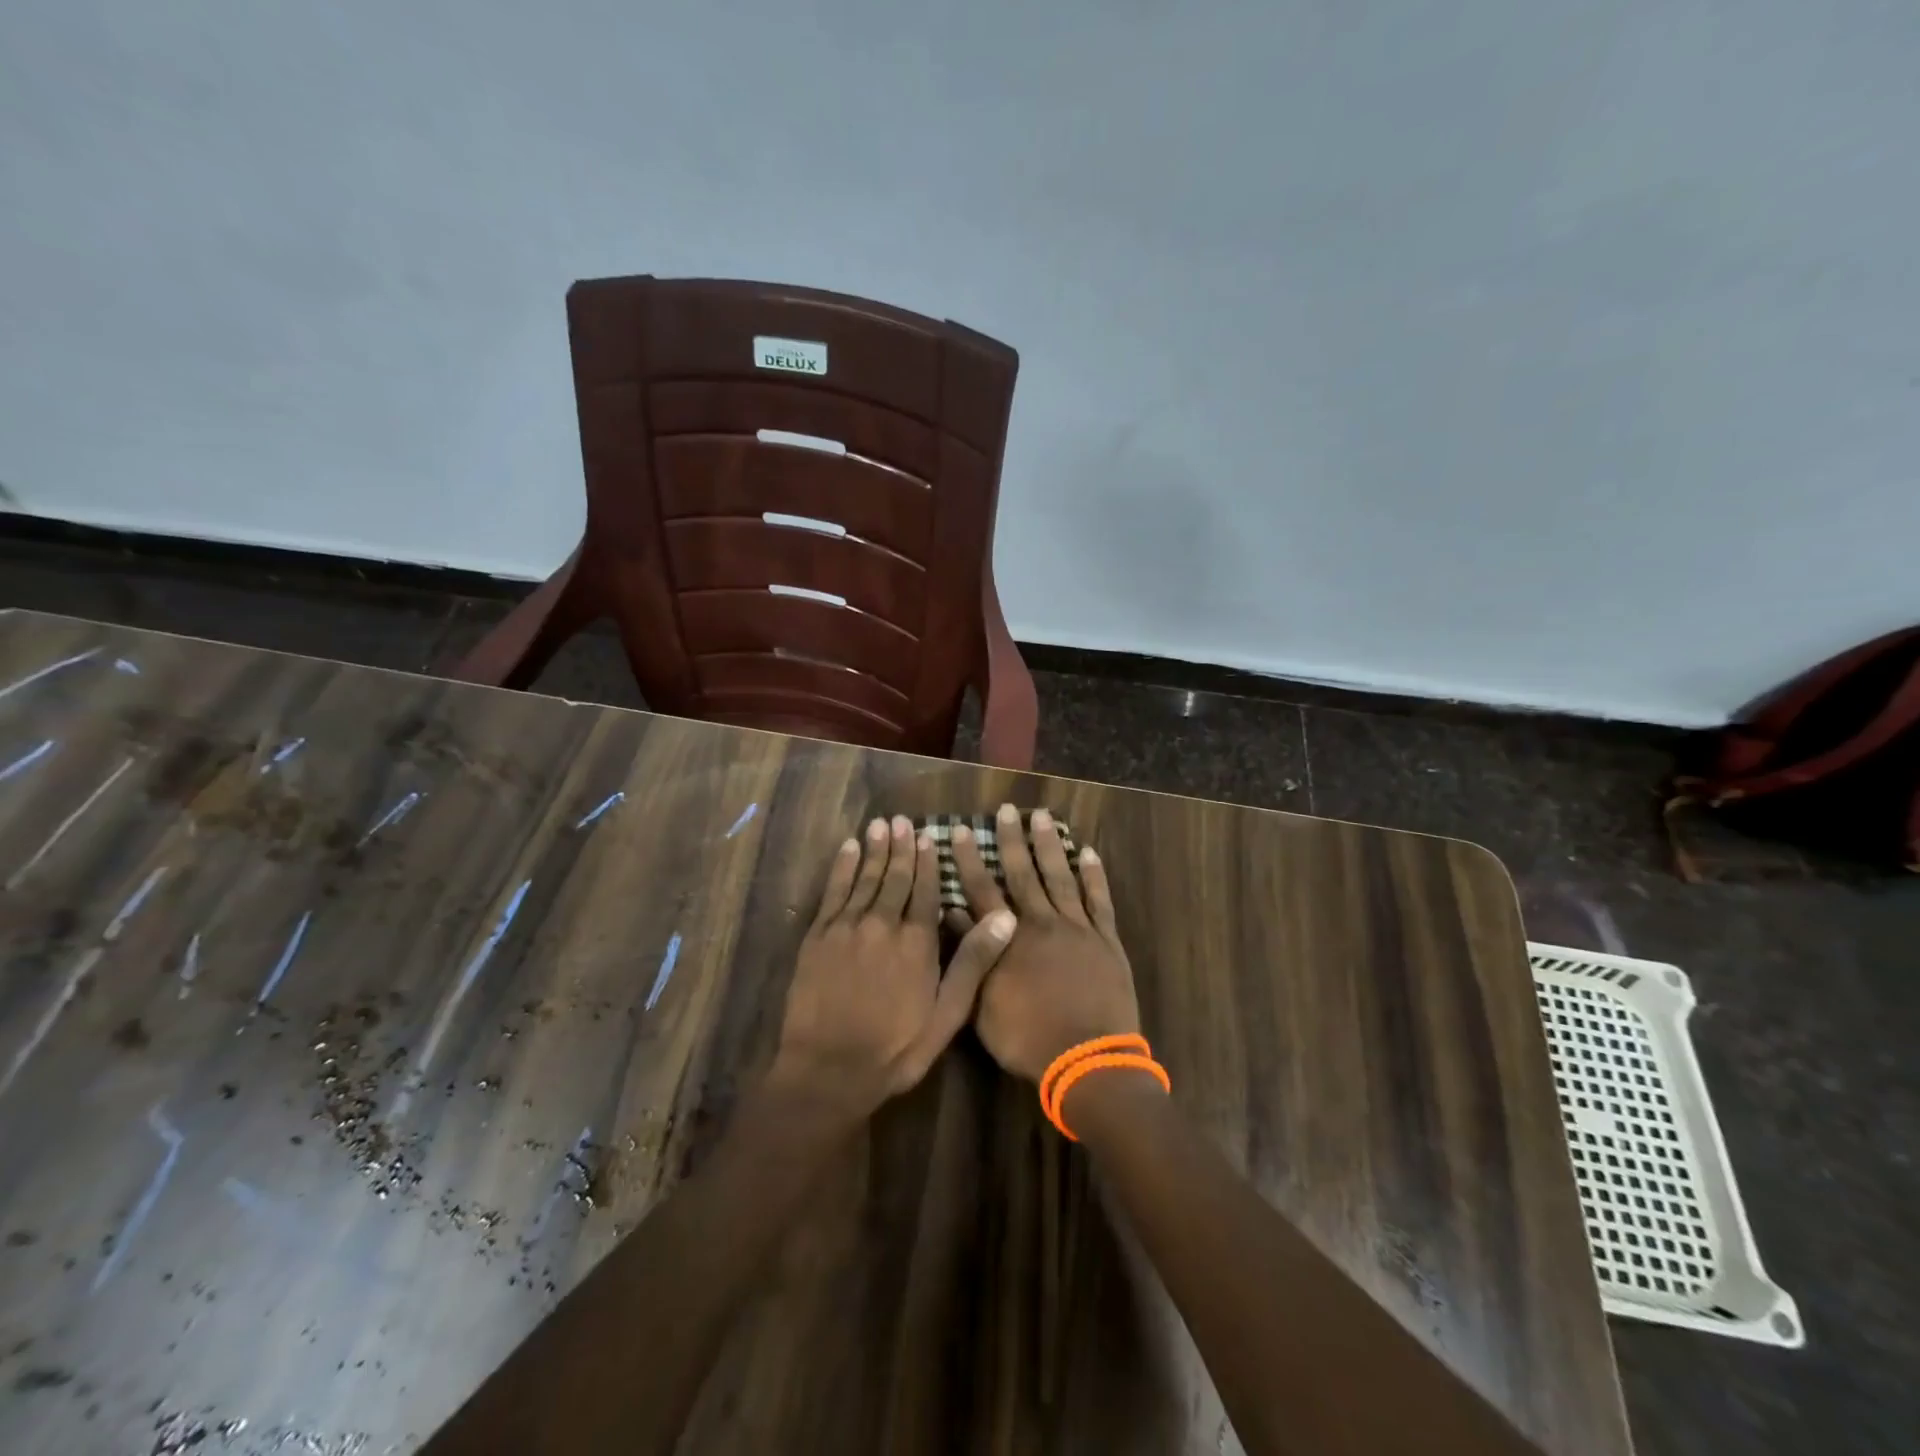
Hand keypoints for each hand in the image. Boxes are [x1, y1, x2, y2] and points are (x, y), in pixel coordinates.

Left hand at [772, 815, 1015, 1119]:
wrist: (829, 1070)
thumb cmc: (896, 1048)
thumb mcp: (947, 1014)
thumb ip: (973, 962)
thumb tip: (1005, 917)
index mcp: (917, 942)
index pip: (926, 891)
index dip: (929, 862)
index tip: (930, 836)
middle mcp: (883, 924)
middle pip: (895, 877)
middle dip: (902, 848)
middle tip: (904, 821)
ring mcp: (847, 927)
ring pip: (866, 878)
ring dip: (875, 849)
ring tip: (881, 824)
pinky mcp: (818, 935)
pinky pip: (833, 892)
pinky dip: (843, 867)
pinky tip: (849, 849)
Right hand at [953, 804, 1141, 1082]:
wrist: (1088, 1060)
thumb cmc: (1027, 1039)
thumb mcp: (983, 1004)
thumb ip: (971, 956)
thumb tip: (954, 916)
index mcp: (1008, 938)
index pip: (982, 889)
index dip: (969, 860)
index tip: (960, 830)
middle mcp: (1041, 923)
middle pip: (1023, 873)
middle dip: (1012, 840)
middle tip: (1006, 810)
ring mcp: (1078, 928)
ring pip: (1060, 877)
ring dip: (1051, 846)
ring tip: (1042, 816)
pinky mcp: (1106, 940)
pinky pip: (1099, 900)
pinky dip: (1094, 875)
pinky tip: (1088, 853)